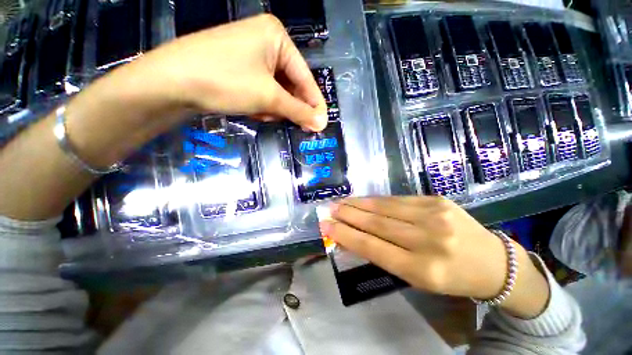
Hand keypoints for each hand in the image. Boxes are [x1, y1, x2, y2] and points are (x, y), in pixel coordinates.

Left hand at [67, 14, 326, 169]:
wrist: (171, 81)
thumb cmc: (225, 81)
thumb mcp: (268, 98)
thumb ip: (298, 111)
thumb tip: (322, 123)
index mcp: (277, 36)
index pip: (305, 77)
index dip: (314, 103)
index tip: (321, 123)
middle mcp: (266, 40)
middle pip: (291, 83)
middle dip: (288, 106)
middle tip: (289, 122)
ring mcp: (251, 53)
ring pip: (277, 89)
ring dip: (273, 106)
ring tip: (260, 113)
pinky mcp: (239, 66)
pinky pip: (262, 89)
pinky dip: (261, 103)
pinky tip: (251, 109)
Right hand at [321, 196, 549, 318]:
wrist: (494, 262)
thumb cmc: (451, 277)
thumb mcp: (417, 277)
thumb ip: (385, 255)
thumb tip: (354, 237)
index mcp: (423, 270)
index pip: (373, 248)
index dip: (346, 235)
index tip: (327, 226)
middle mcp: (429, 241)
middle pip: (377, 224)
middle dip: (348, 215)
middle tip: (329, 209)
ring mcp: (435, 215)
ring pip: (384, 207)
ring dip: (358, 204)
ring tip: (341, 202)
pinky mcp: (437, 200)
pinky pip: (397, 199)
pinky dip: (376, 200)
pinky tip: (364, 200)